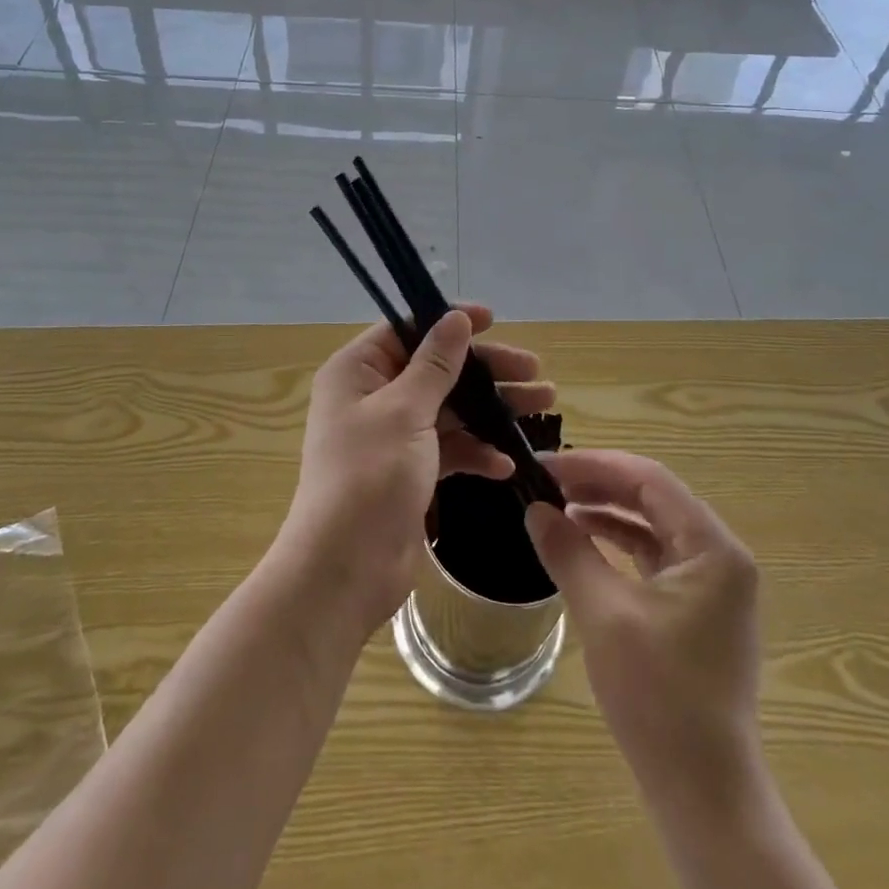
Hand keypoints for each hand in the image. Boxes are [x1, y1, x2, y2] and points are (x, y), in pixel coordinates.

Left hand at [277, 305, 555, 638]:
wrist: (345, 570)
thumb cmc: (370, 477)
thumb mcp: (405, 411)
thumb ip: (436, 363)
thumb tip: (456, 317)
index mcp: (358, 371)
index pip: (407, 329)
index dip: (450, 321)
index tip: (494, 320)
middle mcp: (373, 396)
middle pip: (437, 368)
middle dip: (486, 370)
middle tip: (534, 370)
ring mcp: (393, 436)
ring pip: (449, 408)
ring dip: (491, 409)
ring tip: (542, 406)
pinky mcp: (410, 471)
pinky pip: (449, 449)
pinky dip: (476, 452)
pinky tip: (506, 463)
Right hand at [525, 450, 763, 820]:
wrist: (704, 793)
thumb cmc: (659, 697)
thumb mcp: (604, 615)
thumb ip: (569, 552)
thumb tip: (534, 509)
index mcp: (713, 548)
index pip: (650, 479)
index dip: (595, 465)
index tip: (546, 465)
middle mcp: (720, 556)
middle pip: (653, 497)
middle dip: (598, 484)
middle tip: (546, 481)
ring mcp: (712, 584)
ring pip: (653, 524)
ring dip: (607, 511)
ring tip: (557, 506)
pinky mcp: (697, 608)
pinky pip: (654, 556)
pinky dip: (618, 543)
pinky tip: (583, 542)